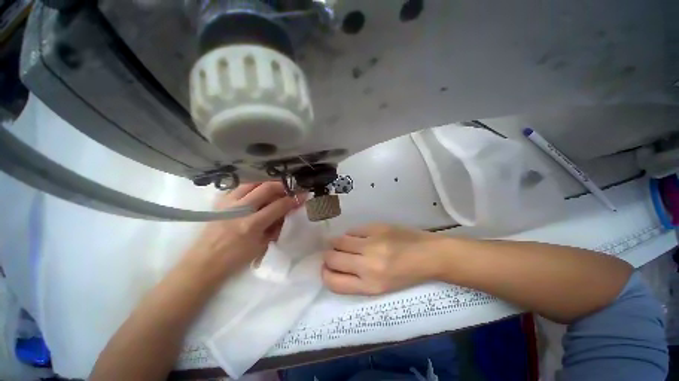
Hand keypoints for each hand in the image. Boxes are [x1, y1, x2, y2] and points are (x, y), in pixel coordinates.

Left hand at [182, 182, 300, 283]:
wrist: (204, 263)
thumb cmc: (236, 259)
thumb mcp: (262, 245)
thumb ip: (276, 226)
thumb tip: (288, 210)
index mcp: (251, 225)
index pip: (279, 205)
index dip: (294, 199)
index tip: (303, 195)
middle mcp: (239, 210)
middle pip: (266, 188)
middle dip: (283, 185)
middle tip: (291, 188)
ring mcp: (227, 203)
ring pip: (252, 182)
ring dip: (267, 183)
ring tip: (276, 188)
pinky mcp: (220, 202)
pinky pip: (239, 187)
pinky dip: (252, 186)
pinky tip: (257, 191)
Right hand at [322, 224, 445, 294]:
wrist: (429, 255)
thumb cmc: (406, 275)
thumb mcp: (380, 287)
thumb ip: (356, 279)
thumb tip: (335, 265)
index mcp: (370, 285)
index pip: (333, 282)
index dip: (325, 274)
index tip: (327, 268)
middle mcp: (367, 265)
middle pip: (331, 258)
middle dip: (328, 256)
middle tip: (333, 253)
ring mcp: (371, 243)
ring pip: (339, 241)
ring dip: (337, 243)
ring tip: (344, 244)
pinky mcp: (376, 227)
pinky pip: (353, 230)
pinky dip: (351, 234)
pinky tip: (359, 236)